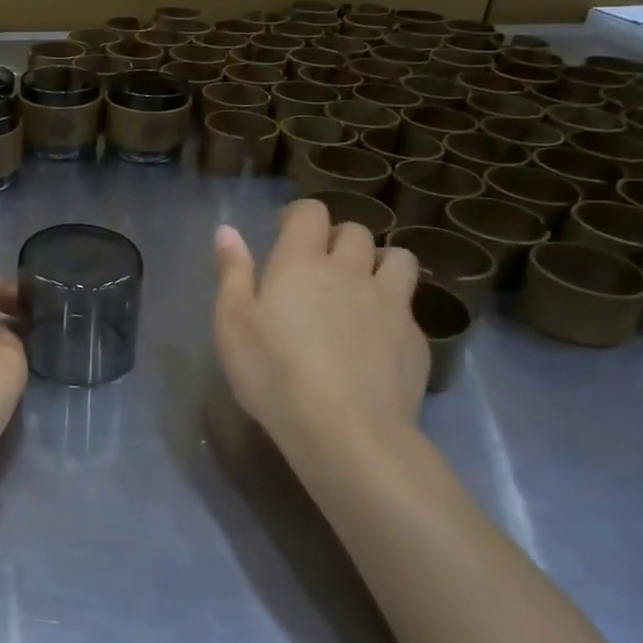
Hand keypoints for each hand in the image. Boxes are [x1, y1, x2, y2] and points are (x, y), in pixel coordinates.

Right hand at [213, 199, 427, 460]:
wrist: (346, 430)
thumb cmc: (273, 373)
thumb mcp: (233, 323)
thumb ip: (232, 272)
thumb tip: (227, 230)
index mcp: (302, 262)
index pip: (311, 212)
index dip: (299, 216)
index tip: (285, 233)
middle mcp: (351, 270)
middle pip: (356, 232)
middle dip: (338, 239)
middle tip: (319, 266)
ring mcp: (390, 303)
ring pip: (398, 259)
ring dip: (379, 263)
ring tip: (361, 288)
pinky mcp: (415, 338)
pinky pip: (409, 306)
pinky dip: (393, 308)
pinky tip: (376, 337)